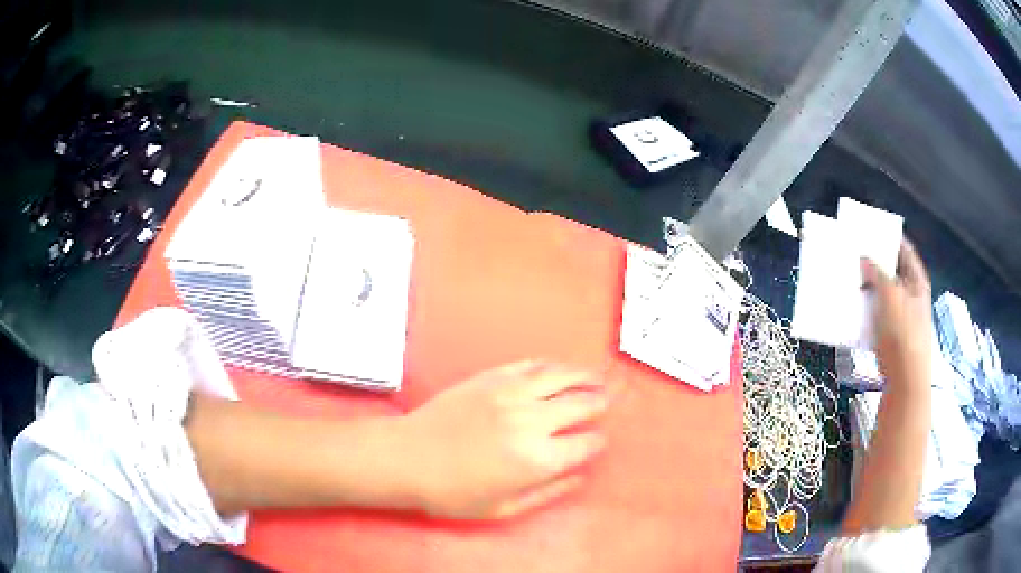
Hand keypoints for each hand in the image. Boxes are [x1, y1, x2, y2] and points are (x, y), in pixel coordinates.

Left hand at [397, 361, 607, 518]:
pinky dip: (551, 365)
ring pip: (561, 376)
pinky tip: (558, 369)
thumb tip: (579, 476)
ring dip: (584, 376)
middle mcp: (532, 421)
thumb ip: (548, 493)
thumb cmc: (453, 493)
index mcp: (538, 459)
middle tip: (604, 403)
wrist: (408, 458)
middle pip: (581, 404)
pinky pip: (531, 365)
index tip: (597, 442)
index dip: (597, 443)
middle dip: (598, 404)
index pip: (586, 444)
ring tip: (596, 377)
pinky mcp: (492, 377)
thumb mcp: (503, 508)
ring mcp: (511, 393)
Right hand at [862, 239, 932, 387]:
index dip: (889, 238)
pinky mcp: (893, 337)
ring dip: (869, 289)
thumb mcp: (891, 296)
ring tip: (851, 282)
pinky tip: (855, 312)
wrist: (906, 381)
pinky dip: (868, 311)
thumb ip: (878, 274)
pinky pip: (878, 316)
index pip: (904, 250)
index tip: (871, 231)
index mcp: (917, 282)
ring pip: (884, 295)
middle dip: (875, 264)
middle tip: (855, 256)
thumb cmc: (903, 335)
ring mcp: (903, 318)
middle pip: (893, 272)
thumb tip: (865, 258)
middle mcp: (912, 296)